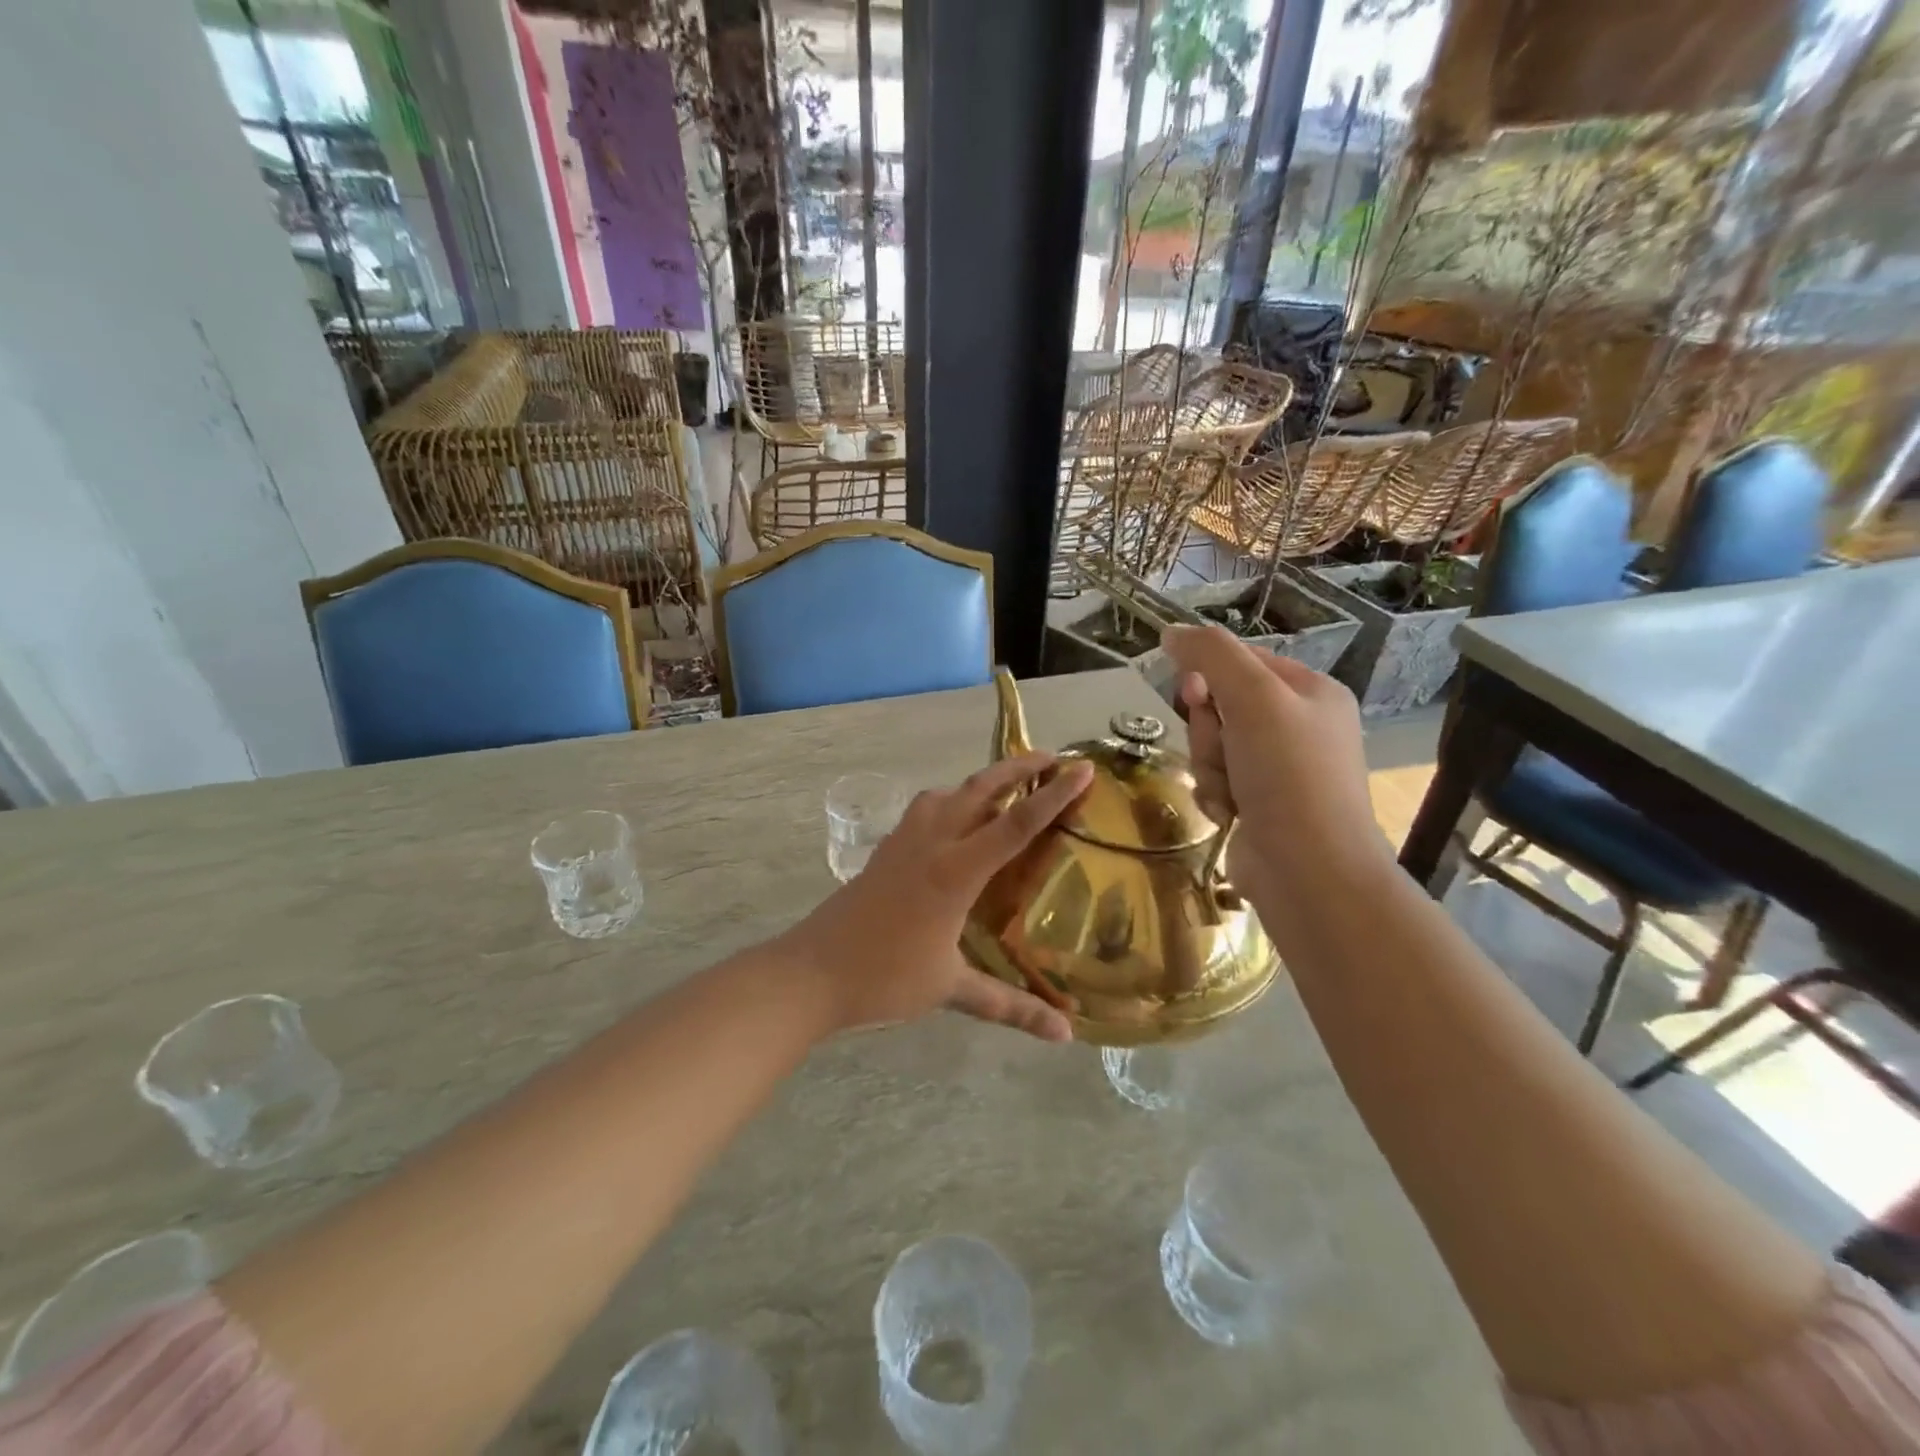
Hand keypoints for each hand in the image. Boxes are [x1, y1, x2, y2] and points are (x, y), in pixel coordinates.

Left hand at [778, 753, 1095, 1041]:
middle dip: (1017, 769)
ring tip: (1005, 787)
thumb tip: (1065, 1035)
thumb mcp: (952, 990)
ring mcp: (903, 842)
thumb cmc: (884, 978)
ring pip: (947, 793)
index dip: (1054, 796)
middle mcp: (931, 843)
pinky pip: (925, 810)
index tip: (1083, 769)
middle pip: (979, 789)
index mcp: (955, 871)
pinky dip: (950, 801)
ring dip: (979, 782)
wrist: (811, 971)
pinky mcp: (885, 850)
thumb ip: (1011, 1006)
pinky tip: (954, 822)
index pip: (1016, 824)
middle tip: (1050, 758)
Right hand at [1161, 625, 1393, 944]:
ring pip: (1213, 747)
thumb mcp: (1253, 698)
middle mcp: (1298, 727)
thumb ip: (1211, 655)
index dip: (1208, 675)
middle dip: (1209, 731)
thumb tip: (1171, 632)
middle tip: (1222, 749)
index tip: (1194, 694)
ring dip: (1209, 767)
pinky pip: (1217, 781)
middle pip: (1221, 706)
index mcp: (1311, 692)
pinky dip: (1215, 795)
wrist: (1307, 870)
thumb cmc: (1288, 774)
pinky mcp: (1260, 805)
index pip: (1242, 661)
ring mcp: (1279, 770)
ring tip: (1230, 792)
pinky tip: (1231, 815)